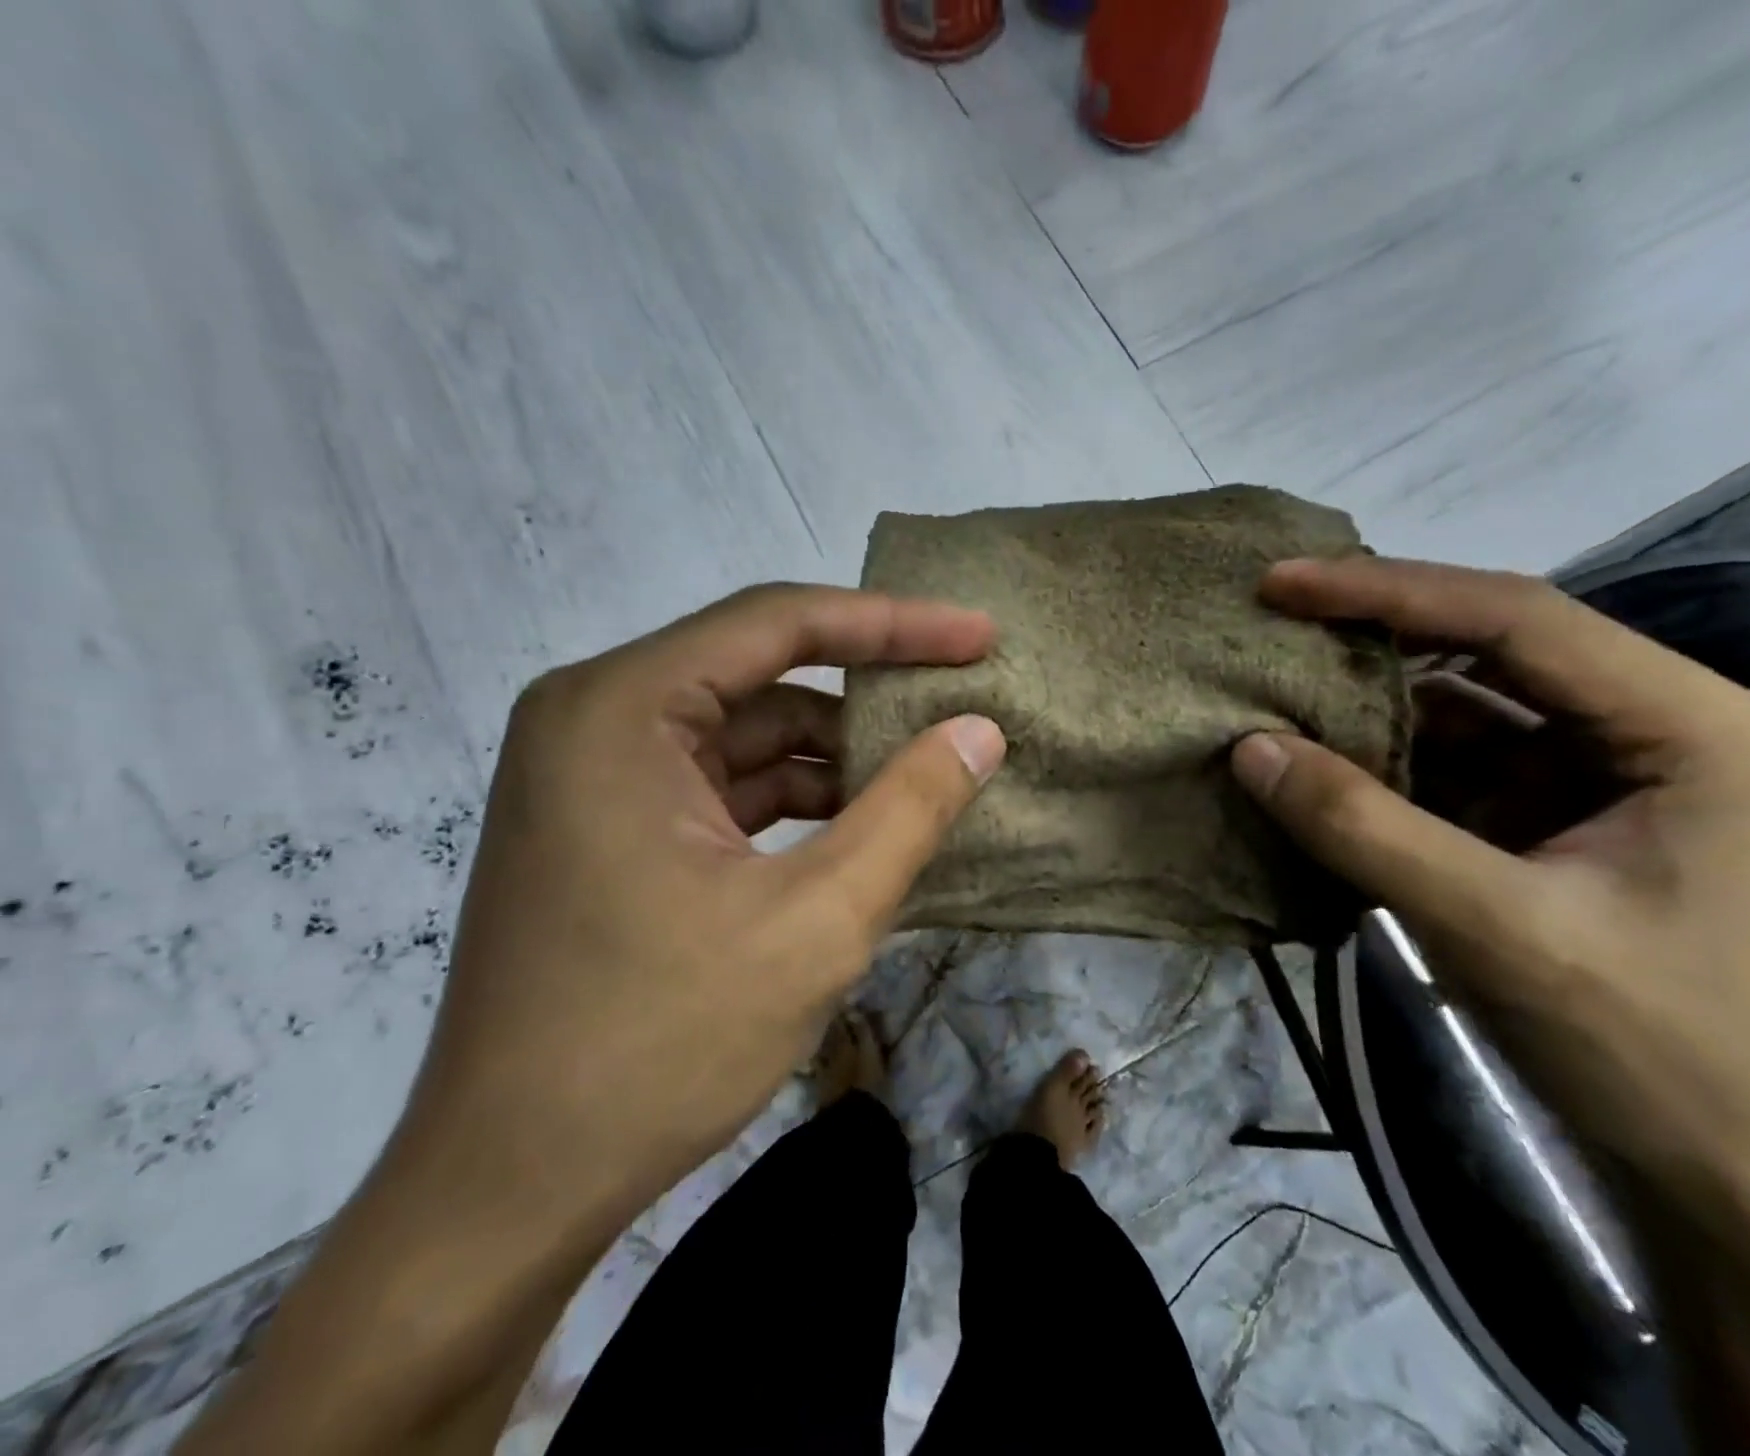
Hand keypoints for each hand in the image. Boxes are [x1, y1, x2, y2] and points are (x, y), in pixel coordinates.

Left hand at [401, 584, 1005, 1233]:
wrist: (511, 1187)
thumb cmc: (659, 1045)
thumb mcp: (816, 920)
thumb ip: (910, 810)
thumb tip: (981, 731)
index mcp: (620, 709)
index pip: (778, 623)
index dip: (892, 623)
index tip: (978, 636)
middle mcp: (594, 719)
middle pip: (761, 674)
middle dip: (867, 694)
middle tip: (962, 705)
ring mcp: (595, 776)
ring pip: (745, 734)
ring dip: (835, 756)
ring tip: (925, 779)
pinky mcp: (609, 829)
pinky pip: (721, 785)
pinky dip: (794, 800)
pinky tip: (861, 828)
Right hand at [1228, 557, 1749, 1205]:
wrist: (1743, 1189)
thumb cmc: (1660, 1052)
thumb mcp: (1498, 929)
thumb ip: (1364, 828)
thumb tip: (1249, 748)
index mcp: (1688, 726)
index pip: (1517, 618)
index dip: (1388, 593)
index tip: (1283, 584)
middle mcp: (1652, 730)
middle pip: (1494, 650)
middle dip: (1379, 636)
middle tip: (1275, 621)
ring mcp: (1602, 779)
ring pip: (1468, 712)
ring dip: (1374, 707)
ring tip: (1279, 690)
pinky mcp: (1557, 825)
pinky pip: (1456, 771)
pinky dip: (1386, 767)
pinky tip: (1321, 766)